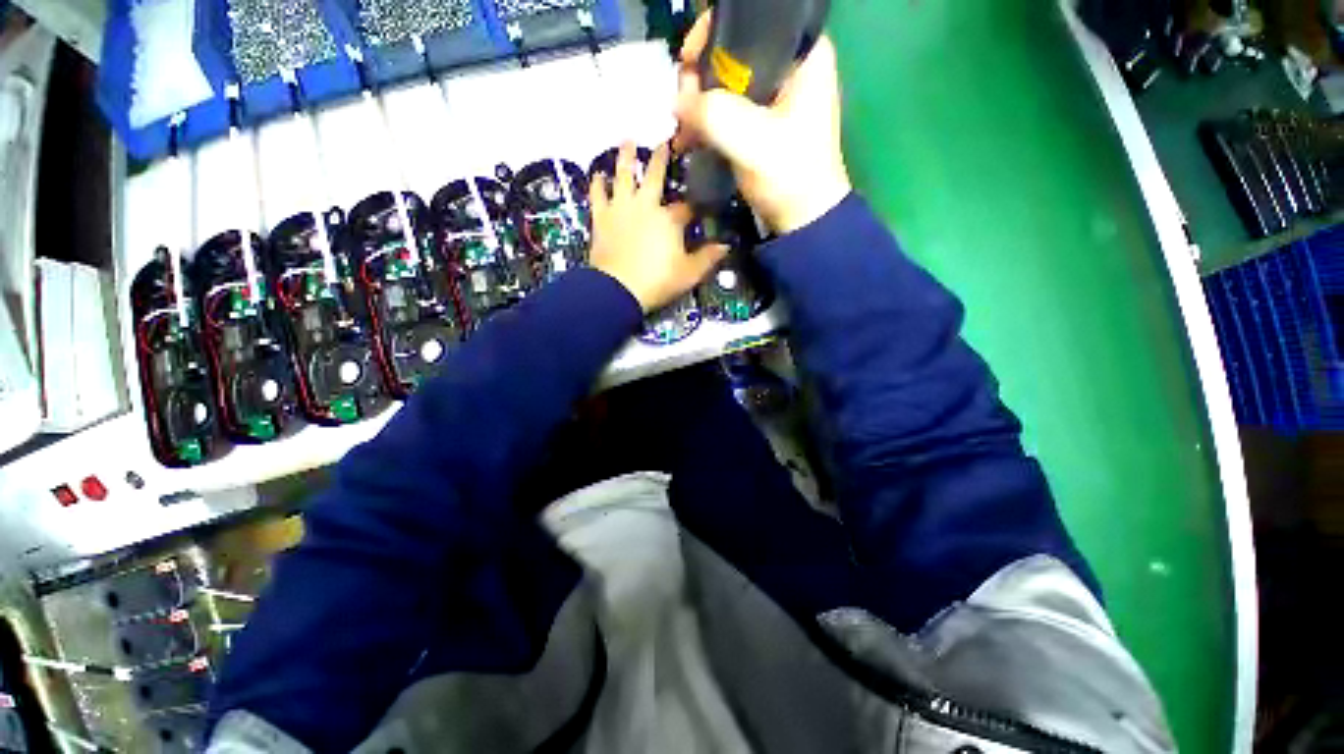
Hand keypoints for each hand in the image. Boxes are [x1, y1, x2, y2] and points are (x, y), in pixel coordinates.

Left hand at [589, 142, 727, 312]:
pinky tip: (598, 174)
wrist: (618, 289)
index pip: (685, 207)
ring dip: (626, 157)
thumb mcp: (689, 274)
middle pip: (654, 175)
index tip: (697, 206)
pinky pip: (598, 194)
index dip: (692, 206)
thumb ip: (708, 258)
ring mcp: (621, 208)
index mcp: (669, 219)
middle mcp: (645, 205)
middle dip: (661, 158)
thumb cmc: (657, 281)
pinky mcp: (601, 218)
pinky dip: (598, 183)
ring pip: (624, 175)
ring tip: (627, 140)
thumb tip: (726, 246)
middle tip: (664, 141)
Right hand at [672, 13, 851, 234]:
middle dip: (701, 74)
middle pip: (734, 51)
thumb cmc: (790, 175)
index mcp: (803, 54)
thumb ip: (714, 113)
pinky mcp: (761, 123)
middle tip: (683, 103)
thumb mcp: (752, 140)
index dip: (714, 33)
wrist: (802, 219)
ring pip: (727, 82)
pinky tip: (689, 139)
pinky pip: (727, 109)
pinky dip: (707, 121)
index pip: (753, 20)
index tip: (688, 61)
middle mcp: (789, 66)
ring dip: (699, 102)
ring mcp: (774, 97)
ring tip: (682, 128)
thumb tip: (676, 99)